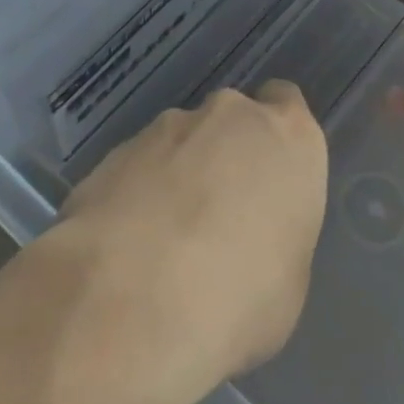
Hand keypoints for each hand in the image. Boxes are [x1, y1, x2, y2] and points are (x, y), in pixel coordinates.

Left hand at [54, 82, 327, 403]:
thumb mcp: (288, 281)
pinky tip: (125, 246)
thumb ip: (273, 233)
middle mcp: (230, 115)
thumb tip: (248, 237)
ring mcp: (167, 127)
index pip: (288, 104)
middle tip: (215, 215)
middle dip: (224, 155)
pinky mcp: (114, 150)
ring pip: (180, 142)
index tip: (267, 178)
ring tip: (161, 240)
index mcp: (289, 137)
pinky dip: (135, 194)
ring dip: (177, 174)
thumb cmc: (241, 295)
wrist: (134, 299)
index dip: (275, 139)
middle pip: (231, 121)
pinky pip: (137, 167)